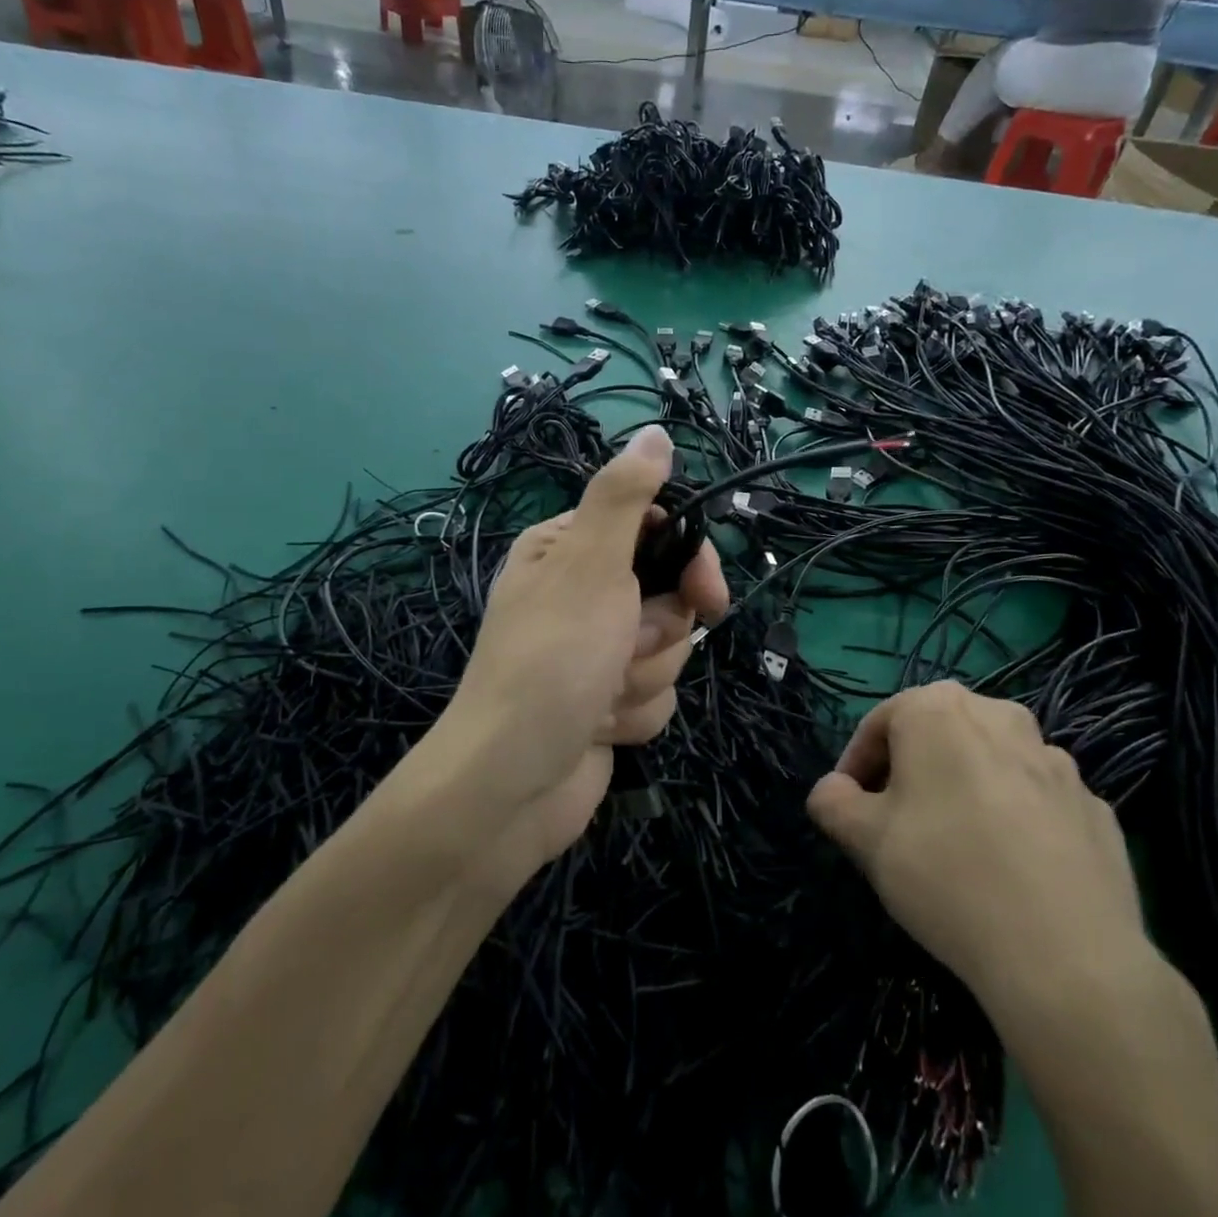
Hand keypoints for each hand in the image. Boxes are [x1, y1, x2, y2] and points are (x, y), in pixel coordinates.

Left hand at [435, 425, 727, 884]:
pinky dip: (634, 714)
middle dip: (657, 632)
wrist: (510, 784)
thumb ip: (625, 495)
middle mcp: (581, 594)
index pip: (656, 529)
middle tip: (622, 648)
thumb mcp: (589, 563)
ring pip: (669, 649)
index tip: (707, 594)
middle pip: (670, 594)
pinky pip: (655, 694)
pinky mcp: (606, 701)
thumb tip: (654, 432)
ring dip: (643, 677)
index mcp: (567, 549)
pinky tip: (599, 726)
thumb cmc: (551, 660)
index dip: (689, 562)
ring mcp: (594, 651)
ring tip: (600, 696)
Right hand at [806, 682, 1156, 1039]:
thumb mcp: (865, 839)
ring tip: (956, 849)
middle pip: (938, 736)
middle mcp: (1000, 716)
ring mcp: (1056, 761)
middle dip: (911, 772)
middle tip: (896, 823)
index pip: (879, 724)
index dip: (856, 765)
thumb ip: (833, 801)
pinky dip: (1015, 820)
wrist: (1067, 957)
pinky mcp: (1095, 807)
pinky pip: (1036, 802)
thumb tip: (832, 791)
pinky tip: (1009, 870)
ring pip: (990, 765)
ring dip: (965, 791)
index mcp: (939, 709)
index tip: (849, 808)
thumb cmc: (946, 874)